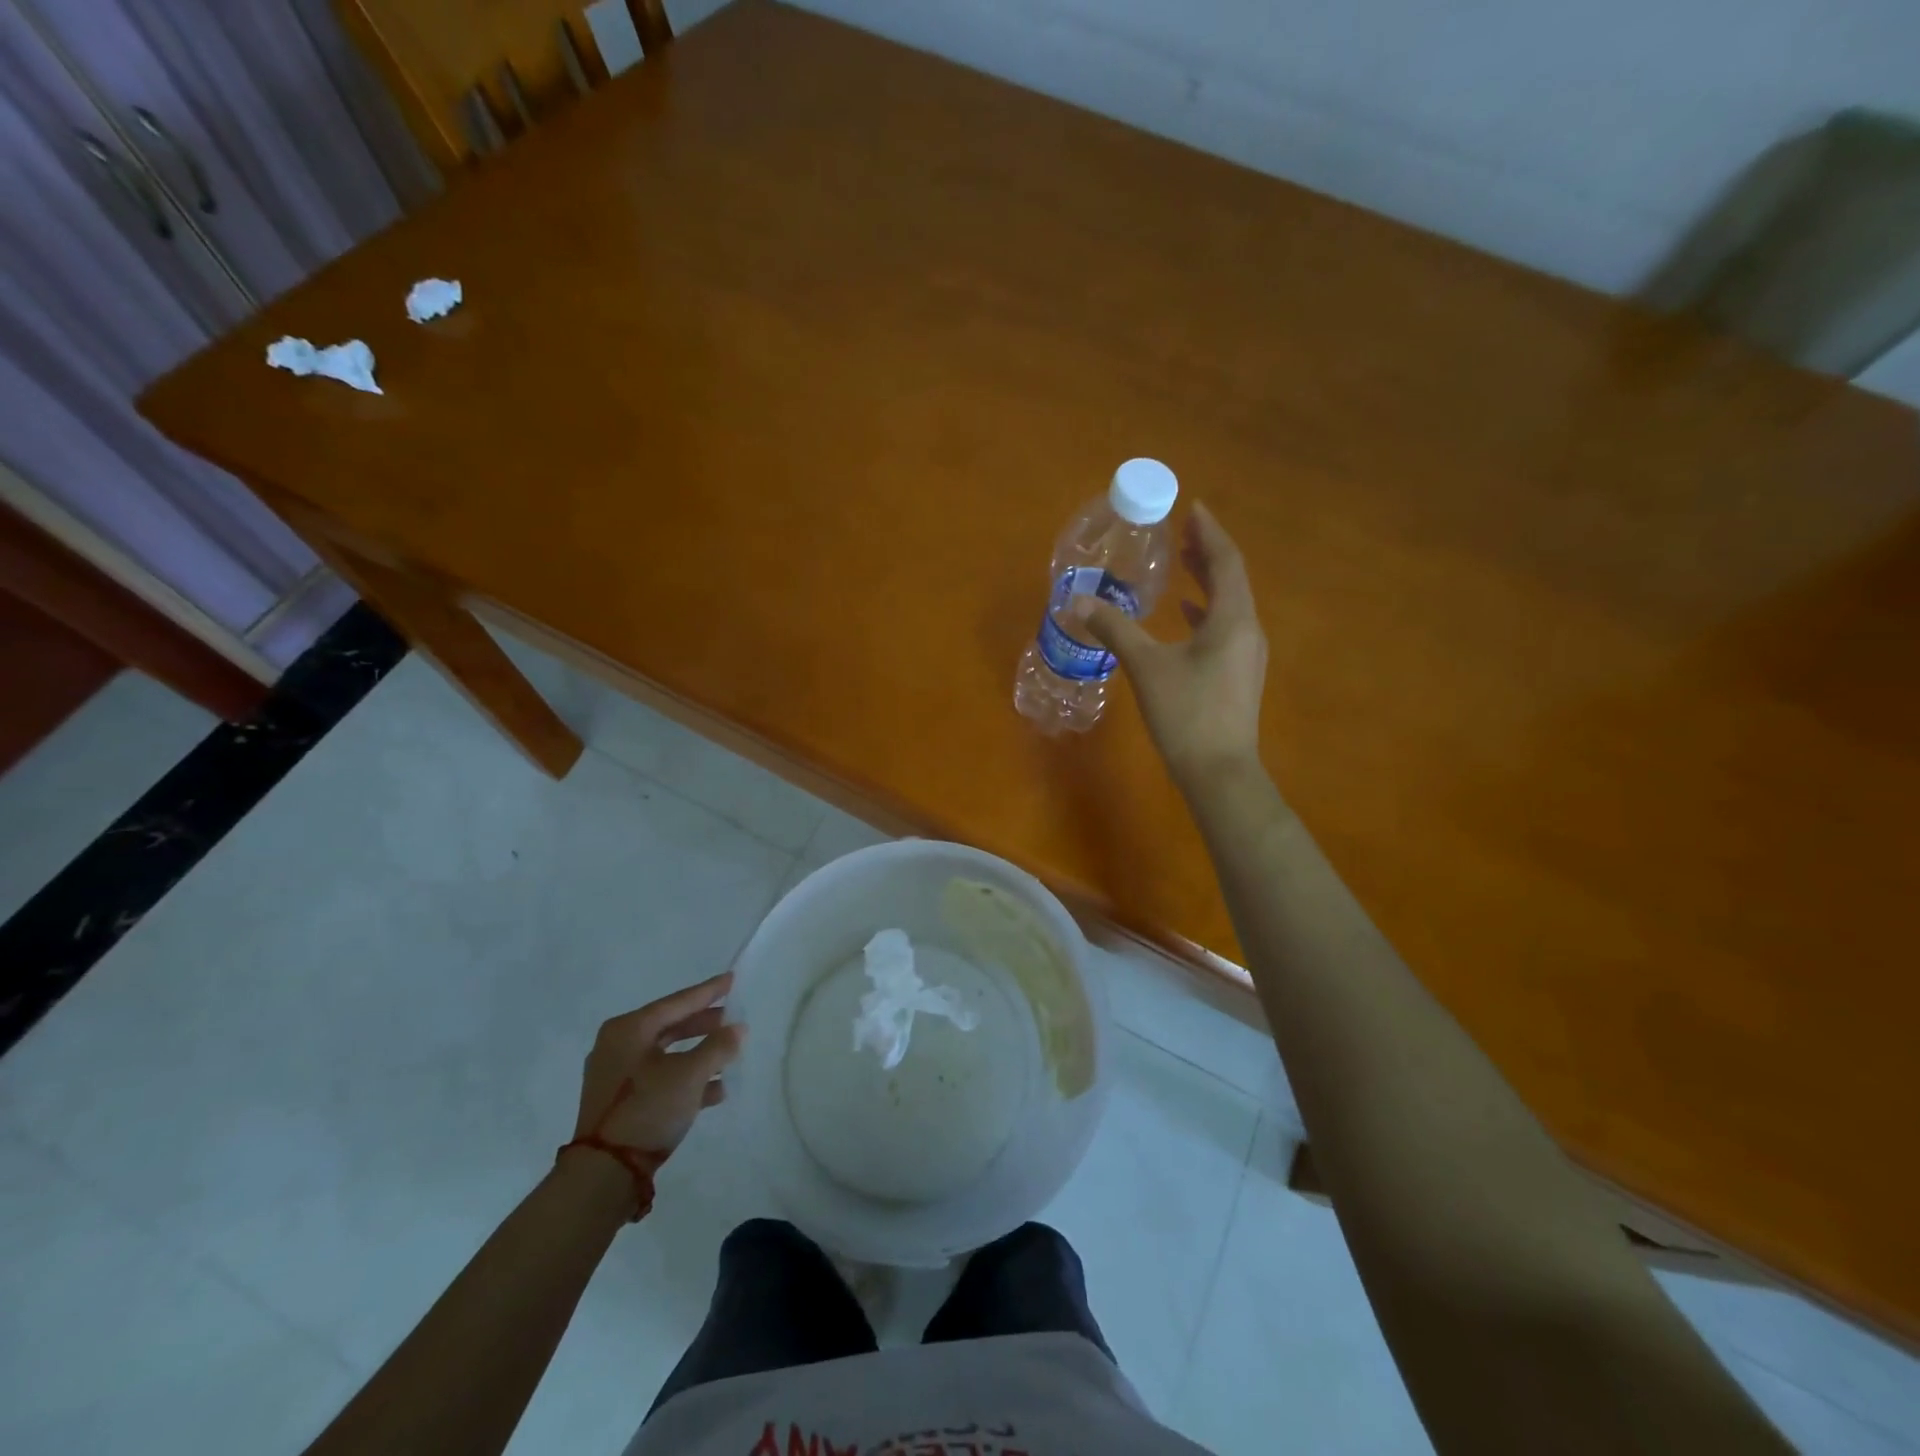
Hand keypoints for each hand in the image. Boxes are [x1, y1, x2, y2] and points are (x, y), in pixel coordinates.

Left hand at [573, 972, 742, 1157]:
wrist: (604, 1174)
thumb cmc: (647, 1109)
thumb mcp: (690, 1075)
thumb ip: (718, 1047)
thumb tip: (739, 1029)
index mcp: (629, 1030)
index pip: (677, 1002)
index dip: (708, 992)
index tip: (732, 980)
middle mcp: (619, 1045)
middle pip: (671, 1026)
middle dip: (704, 1024)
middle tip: (733, 1018)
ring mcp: (617, 1075)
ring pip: (668, 1054)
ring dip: (699, 1054)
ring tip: (730, 1054)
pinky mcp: (620, 1102)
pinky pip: (661, 1078)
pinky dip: (686, 1078)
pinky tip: (716, 1089)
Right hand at [1086, 501, 1267, 795]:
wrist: (1219, 773)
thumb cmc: (1186, 714)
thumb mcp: (1145, 667)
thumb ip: (1114, 629)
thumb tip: (1077, 602)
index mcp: (1233, 619)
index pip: (1226, 561)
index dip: (1210, 533)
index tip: (1193, 509)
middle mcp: (1247, 630)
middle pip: (1231, 579)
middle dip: (1207, 553)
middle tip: (1182, 532)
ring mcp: (1246, 655)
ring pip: (1229, 605)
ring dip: (1206, 581)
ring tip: (1182, 564)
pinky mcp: (1238, 675)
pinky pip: (1224, 628)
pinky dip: (1205, 612)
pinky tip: (1184, 615)